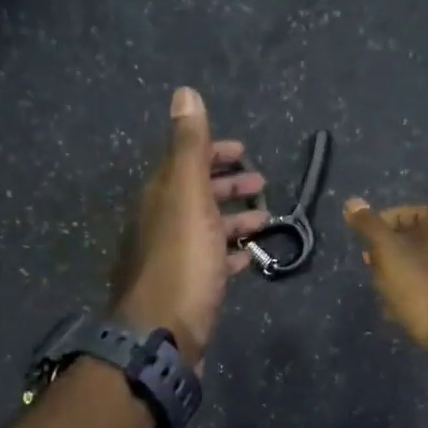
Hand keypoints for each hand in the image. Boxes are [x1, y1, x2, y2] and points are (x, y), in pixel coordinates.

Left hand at [114, 88, 271, 366]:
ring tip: (266, 217)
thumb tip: (184, 92)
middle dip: (227, 184)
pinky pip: (212, 260)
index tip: (243, 150)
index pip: (185, 161)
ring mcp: (173, 258)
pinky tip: (251, 256)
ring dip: (235, 217)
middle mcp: (161, 223)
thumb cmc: (182, 262)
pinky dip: (232, 252)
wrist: (163, 335)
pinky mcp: (187, 288)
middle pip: (196, 194)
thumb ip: (190, 147)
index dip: (213, 152)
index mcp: (160, 197)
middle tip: (260, 182)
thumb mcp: (188, 196)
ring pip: (206, 227)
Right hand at [343, 199, 427, 396]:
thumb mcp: (390, 253)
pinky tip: (396, 313)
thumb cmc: (424, 288)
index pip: (412, 212)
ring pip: (421, 269)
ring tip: (378, 290)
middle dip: (389, 252)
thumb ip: (370, 227)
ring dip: (397, 277)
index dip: (385, 221)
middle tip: (369, 265)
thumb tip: (352, 201)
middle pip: (417, 241)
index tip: (364, 238)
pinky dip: (410, 298)